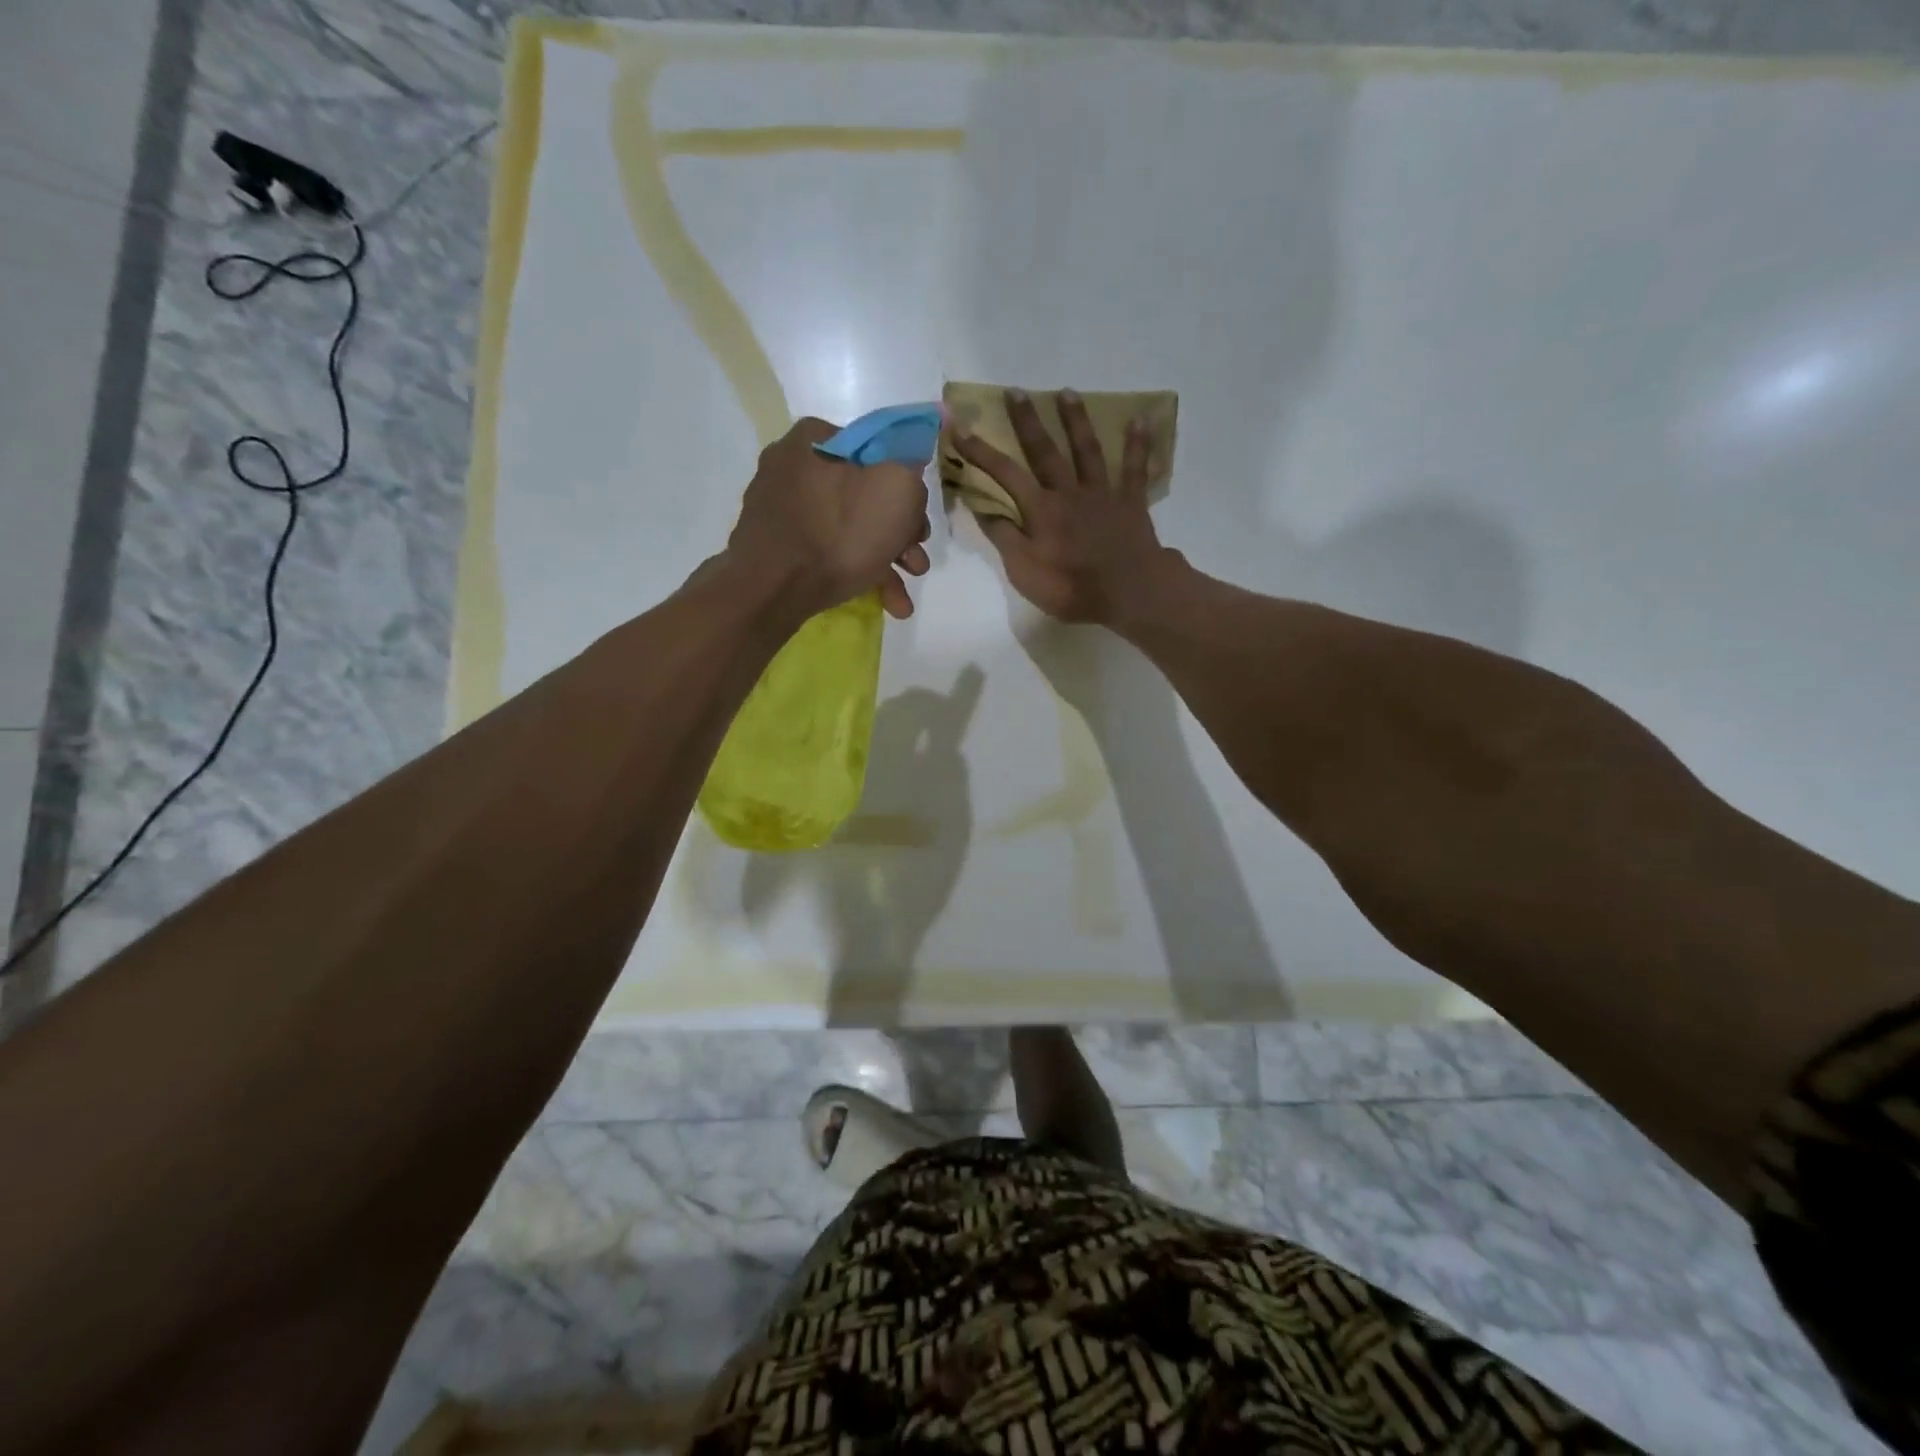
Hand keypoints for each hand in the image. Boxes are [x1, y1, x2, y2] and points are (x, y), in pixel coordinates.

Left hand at [727, 417, 931, 620]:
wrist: (772, 589)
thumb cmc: (839, 533)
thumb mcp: (898, 490)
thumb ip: (912, 476)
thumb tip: (907, 480)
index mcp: (817, 438)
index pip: (878, 452)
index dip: (907, 489)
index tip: (920, 524)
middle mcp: (793, 466)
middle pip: (864, 496)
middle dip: (898, 536)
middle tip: (916, 564)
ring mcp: (780, 508)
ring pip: (847, 529)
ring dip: (883, 562)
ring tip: (902, 599)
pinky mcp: (775, 545)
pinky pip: (825, 551)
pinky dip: (855, 572)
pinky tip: (883, 602)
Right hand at [952, 388, 1180, 627]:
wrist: (1128, 592)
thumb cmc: (1071, 586)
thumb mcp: (1024, 571)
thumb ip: (1005, 537)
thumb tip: (984, 508)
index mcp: (1041, 509)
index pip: (1004, 474)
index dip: (980, 450)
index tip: (959, 426)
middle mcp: (1069, 492)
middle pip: (1045, 451)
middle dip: (1027, 421)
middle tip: (1016, 391)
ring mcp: (1102, 494)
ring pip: (1087, 451)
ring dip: (1076, 420)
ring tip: (1067, 392)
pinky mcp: (1131, 503)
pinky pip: (1134, 469)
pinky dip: (1137, 444)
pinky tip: (1140, 419)